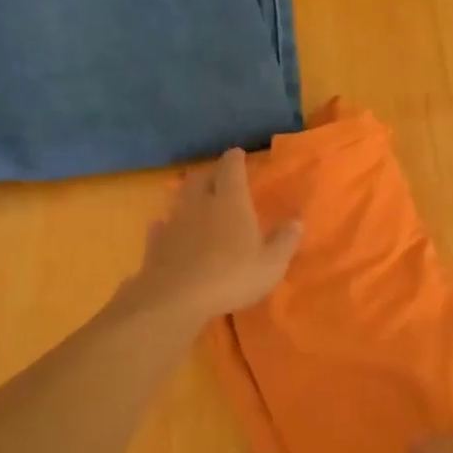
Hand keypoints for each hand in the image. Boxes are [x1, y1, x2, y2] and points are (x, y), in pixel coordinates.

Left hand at [129, 149, 300, 321]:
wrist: (176, 299)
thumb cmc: (231, 277)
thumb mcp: (271, 264)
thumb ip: (284, 241)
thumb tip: (296, 221)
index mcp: (231, 201)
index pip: (232, 169)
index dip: (235, 159)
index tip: (238, 154)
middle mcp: (200, 204)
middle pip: (200, 178)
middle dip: (210, 173)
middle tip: (219, 177)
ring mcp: (174, 222)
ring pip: (179, 199)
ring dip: (189, 197)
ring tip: (197, 203)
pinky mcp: (155, 244)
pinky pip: (161, 226)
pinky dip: (166, 225)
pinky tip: (167, 229)